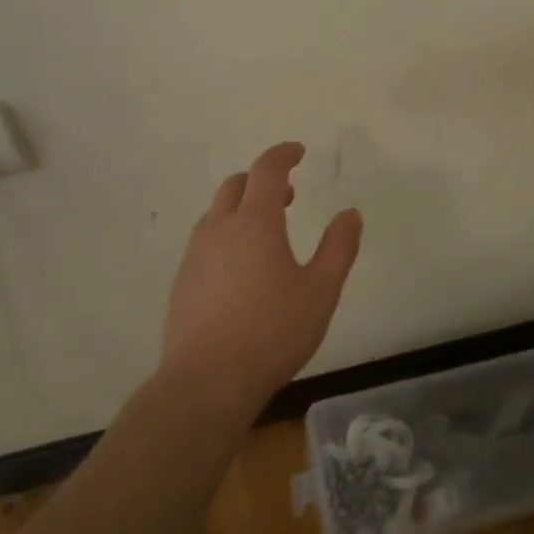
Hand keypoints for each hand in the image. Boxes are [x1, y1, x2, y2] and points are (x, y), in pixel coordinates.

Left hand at [162, 141, 363, 413]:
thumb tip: (351, 214)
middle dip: (262, 180)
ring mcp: (195, 255)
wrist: (206, 382)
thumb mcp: (320, 291)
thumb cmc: (272, 332)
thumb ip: (338, 248)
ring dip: (242, 207)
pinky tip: (241, 269)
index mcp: (255, 222)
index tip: (298, 151)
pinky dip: (226, 234)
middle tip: (288, 195)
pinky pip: (205, 240)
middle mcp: (219, 229)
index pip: (266, 170)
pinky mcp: (182, 281)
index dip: (283, 154)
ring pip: (217, 213)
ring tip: (267, 232)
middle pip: (236, 185)